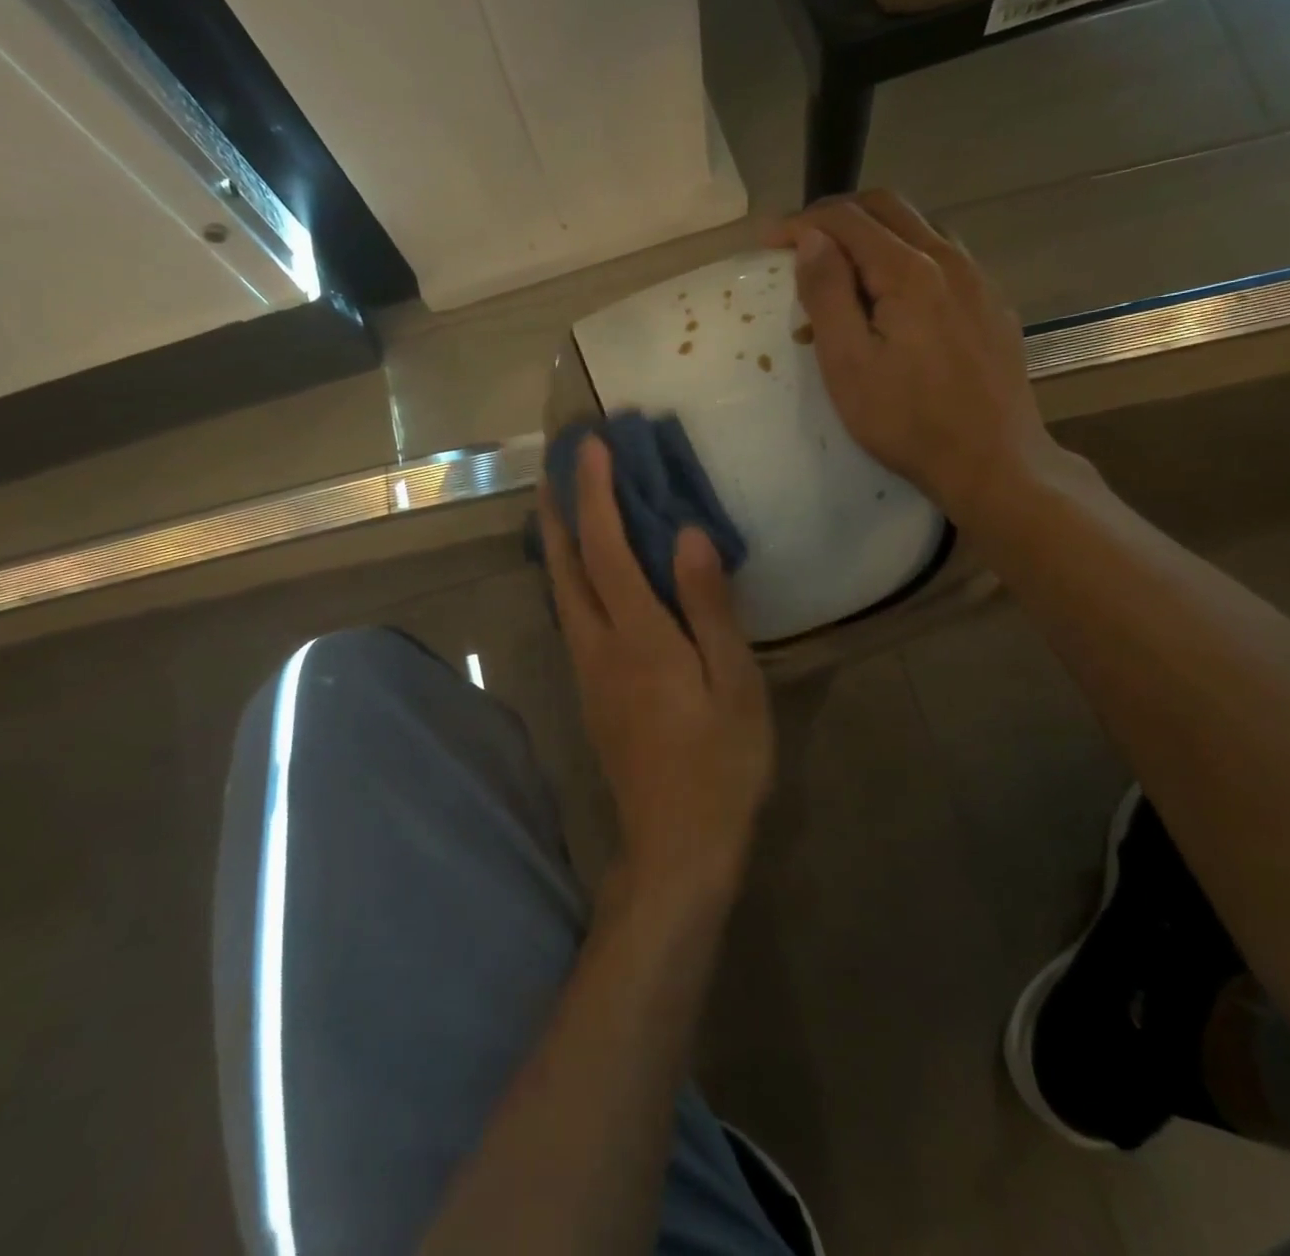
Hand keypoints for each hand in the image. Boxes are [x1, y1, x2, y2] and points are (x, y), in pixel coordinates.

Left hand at [537, 438, 774, 906]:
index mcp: (638, 637)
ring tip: (559, 505)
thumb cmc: (720, 764)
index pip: (607, 548)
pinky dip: (568, 577)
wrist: (676, 844)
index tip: (591, 446)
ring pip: (560, 592)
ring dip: (556, 542)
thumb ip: (709, 607)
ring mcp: (587, 672)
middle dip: (557, 510)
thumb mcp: (734, 684)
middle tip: (555, 464)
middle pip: (565, 565)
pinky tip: (581, 575)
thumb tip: (689, 536)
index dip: (596, 493)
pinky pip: (571, 616)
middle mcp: (598, 646)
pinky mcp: (590, 693)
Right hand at [767, 190, 1070, 540]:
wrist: (993, 461)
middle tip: (800, 242)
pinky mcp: (992, 307)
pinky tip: (893, 300)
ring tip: (842, 272)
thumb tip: (811, 239)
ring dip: (874, 235)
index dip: (802, 222)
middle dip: (838, 216)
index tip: (768, 239)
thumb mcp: (848, 364)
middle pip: (888, 208)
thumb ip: (827, 295)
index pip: (848, 221)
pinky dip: (905, 260)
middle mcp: (950, 260)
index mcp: (909, 271)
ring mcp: (979, 281)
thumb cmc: (907, 421)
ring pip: (920, 229)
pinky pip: (944, 260)